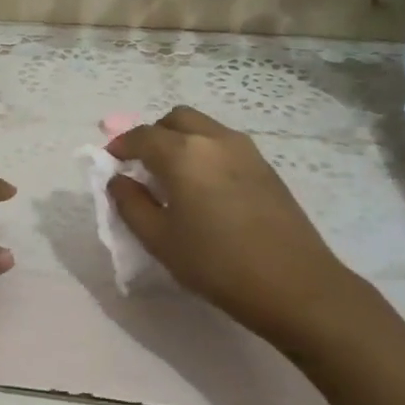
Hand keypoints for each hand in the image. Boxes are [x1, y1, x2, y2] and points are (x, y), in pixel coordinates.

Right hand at [107, 106, 366, 342]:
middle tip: (141, 165)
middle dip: (152, 135)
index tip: (110, 162)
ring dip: (180, 140)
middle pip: (175, 119)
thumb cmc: (216, 264)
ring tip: (172, 176)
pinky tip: (204, 187)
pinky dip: (204, 152)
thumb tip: (119, 180)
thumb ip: (130, 204)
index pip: (142, 136)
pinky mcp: (265, 166)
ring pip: (203, 128)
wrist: (295, 285)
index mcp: (183, 153)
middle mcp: (214, 139)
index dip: (120, 146)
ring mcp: (245, 150)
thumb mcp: (160, 240)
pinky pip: (224, 144)